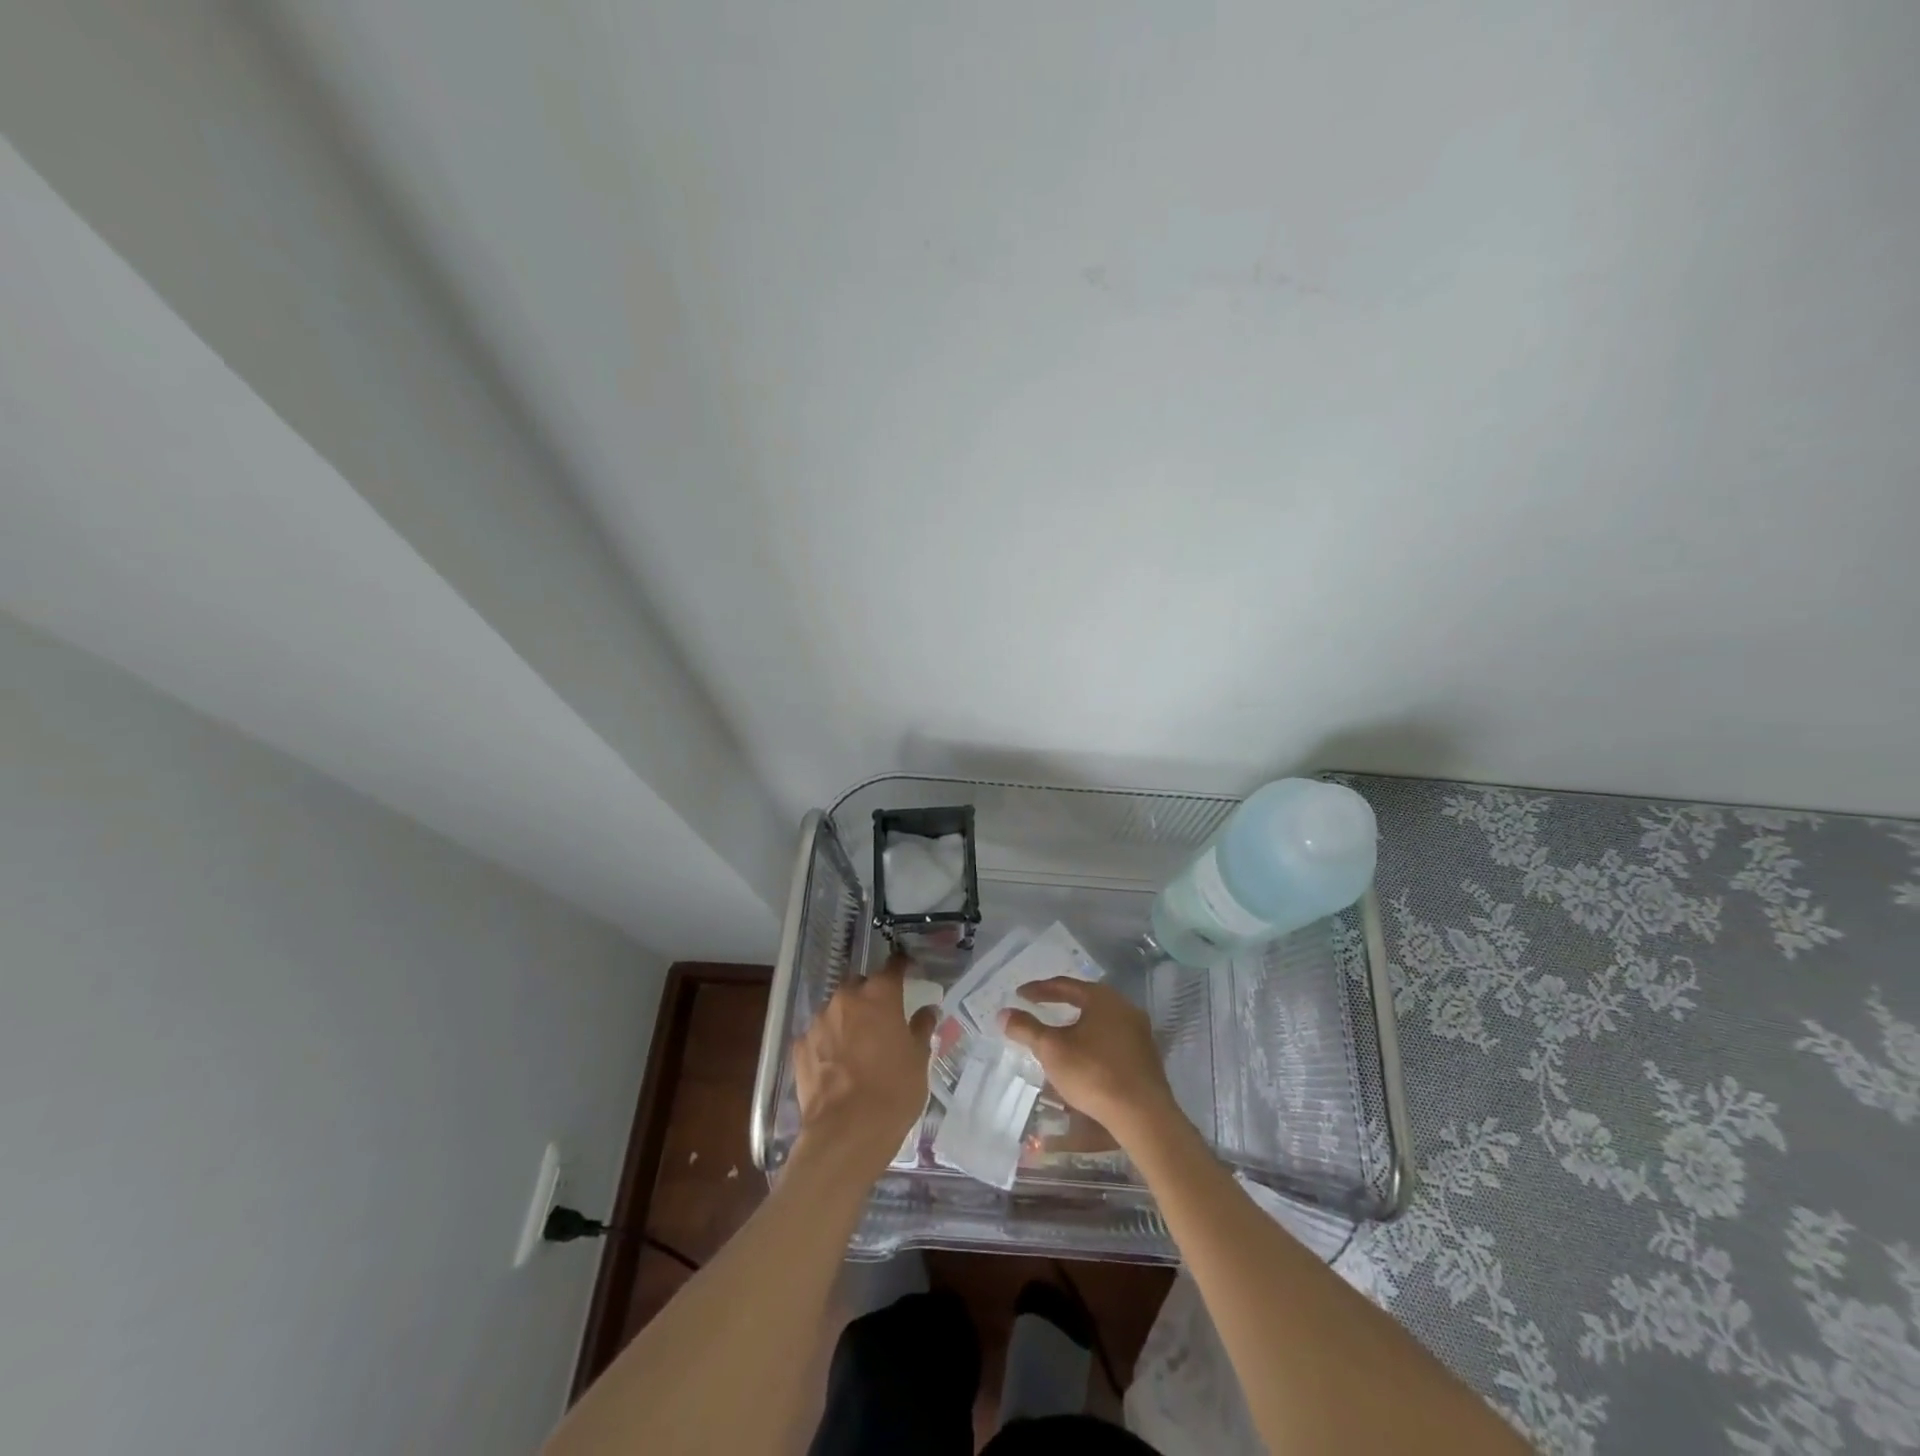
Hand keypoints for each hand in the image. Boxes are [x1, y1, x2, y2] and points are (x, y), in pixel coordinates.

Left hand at [792, 956, 936, 1172]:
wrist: (846, 1133)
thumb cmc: (893, 1091)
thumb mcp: (919, 1059)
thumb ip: (922, 1028)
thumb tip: (927, 1010)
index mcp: (880, 995)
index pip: (892, 966)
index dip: (901, 966)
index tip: (908, 970)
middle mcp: (846, 999)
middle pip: (860, 984)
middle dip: (871, 994)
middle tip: (883, 1017)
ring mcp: (819, 1021)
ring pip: (836, 1009)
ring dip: (848, 1018)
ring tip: (858, 1044)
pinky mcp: (800, 1046)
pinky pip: (819, 1034)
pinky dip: (828, 1041)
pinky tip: (837, 1063)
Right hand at [1000, 979, 1179, 1145]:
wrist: (1142, 1115)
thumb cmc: (1093, 1073)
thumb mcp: (1052, 1050)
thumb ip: (1026, 1028)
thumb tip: (1003, 1013)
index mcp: (1102, 998)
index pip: (1064, 985)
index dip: (1039, 990)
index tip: (1020, 995)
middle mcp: (1124, 1007)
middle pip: (1085, 999)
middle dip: (1060, 1003)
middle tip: (1038, 1008)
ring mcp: (1139, 1031)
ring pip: (1100, 1020)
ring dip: (1078, 1024)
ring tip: (1059, 1033)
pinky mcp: (1146, 1055)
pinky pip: (1112, 1038)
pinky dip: (1093, 1041)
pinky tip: (1084, 1055)